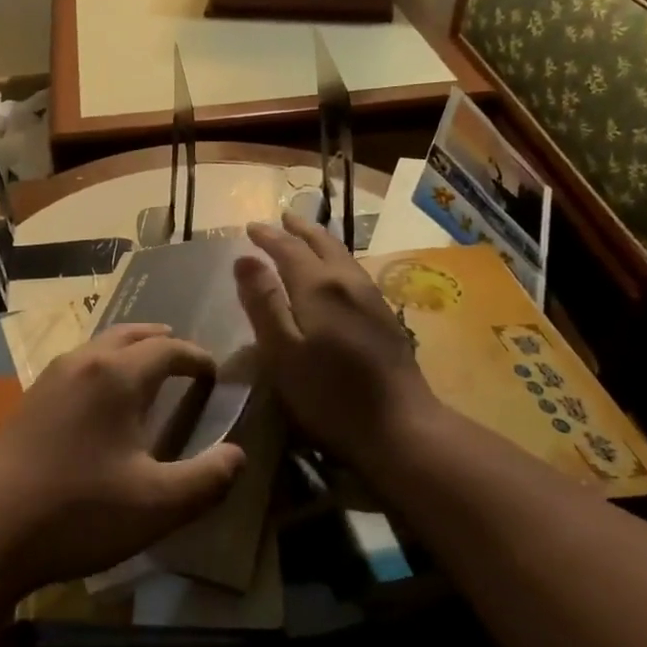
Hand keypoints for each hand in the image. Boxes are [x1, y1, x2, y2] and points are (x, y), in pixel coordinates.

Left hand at [0, 324, 246, 588]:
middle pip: (131, 335)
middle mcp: (84, 362)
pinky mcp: (30, 399)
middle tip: (184, 361)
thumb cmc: (79, 511)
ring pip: (100, 347)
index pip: (169, 348)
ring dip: (130, 352)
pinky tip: (103, 403)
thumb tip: (238, 455)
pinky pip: (79, 365)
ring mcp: (51, 377)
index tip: (214, 374)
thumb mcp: (158, 505)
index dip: (197, 357)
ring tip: (147, 375)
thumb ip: (207, 479)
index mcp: (118, 375)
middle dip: (162, 342)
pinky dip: (103, 367)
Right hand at [234, 212, 439, 488]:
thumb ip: (263, 303)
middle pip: (322, 244)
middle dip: (299, 229)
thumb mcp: (282, 352)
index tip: (251, 226)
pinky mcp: (385, 318)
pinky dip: (336, 260)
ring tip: (305, 238)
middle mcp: (348, 282)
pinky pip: (354, 272)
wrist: (401, 427)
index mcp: (319, 287)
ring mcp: (372, 299)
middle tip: (282, 219)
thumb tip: (244, 259)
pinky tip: (335, 275)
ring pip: (342, 256)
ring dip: (320, 241)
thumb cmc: (330, 395)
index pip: (289, 249)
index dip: (268, 236)